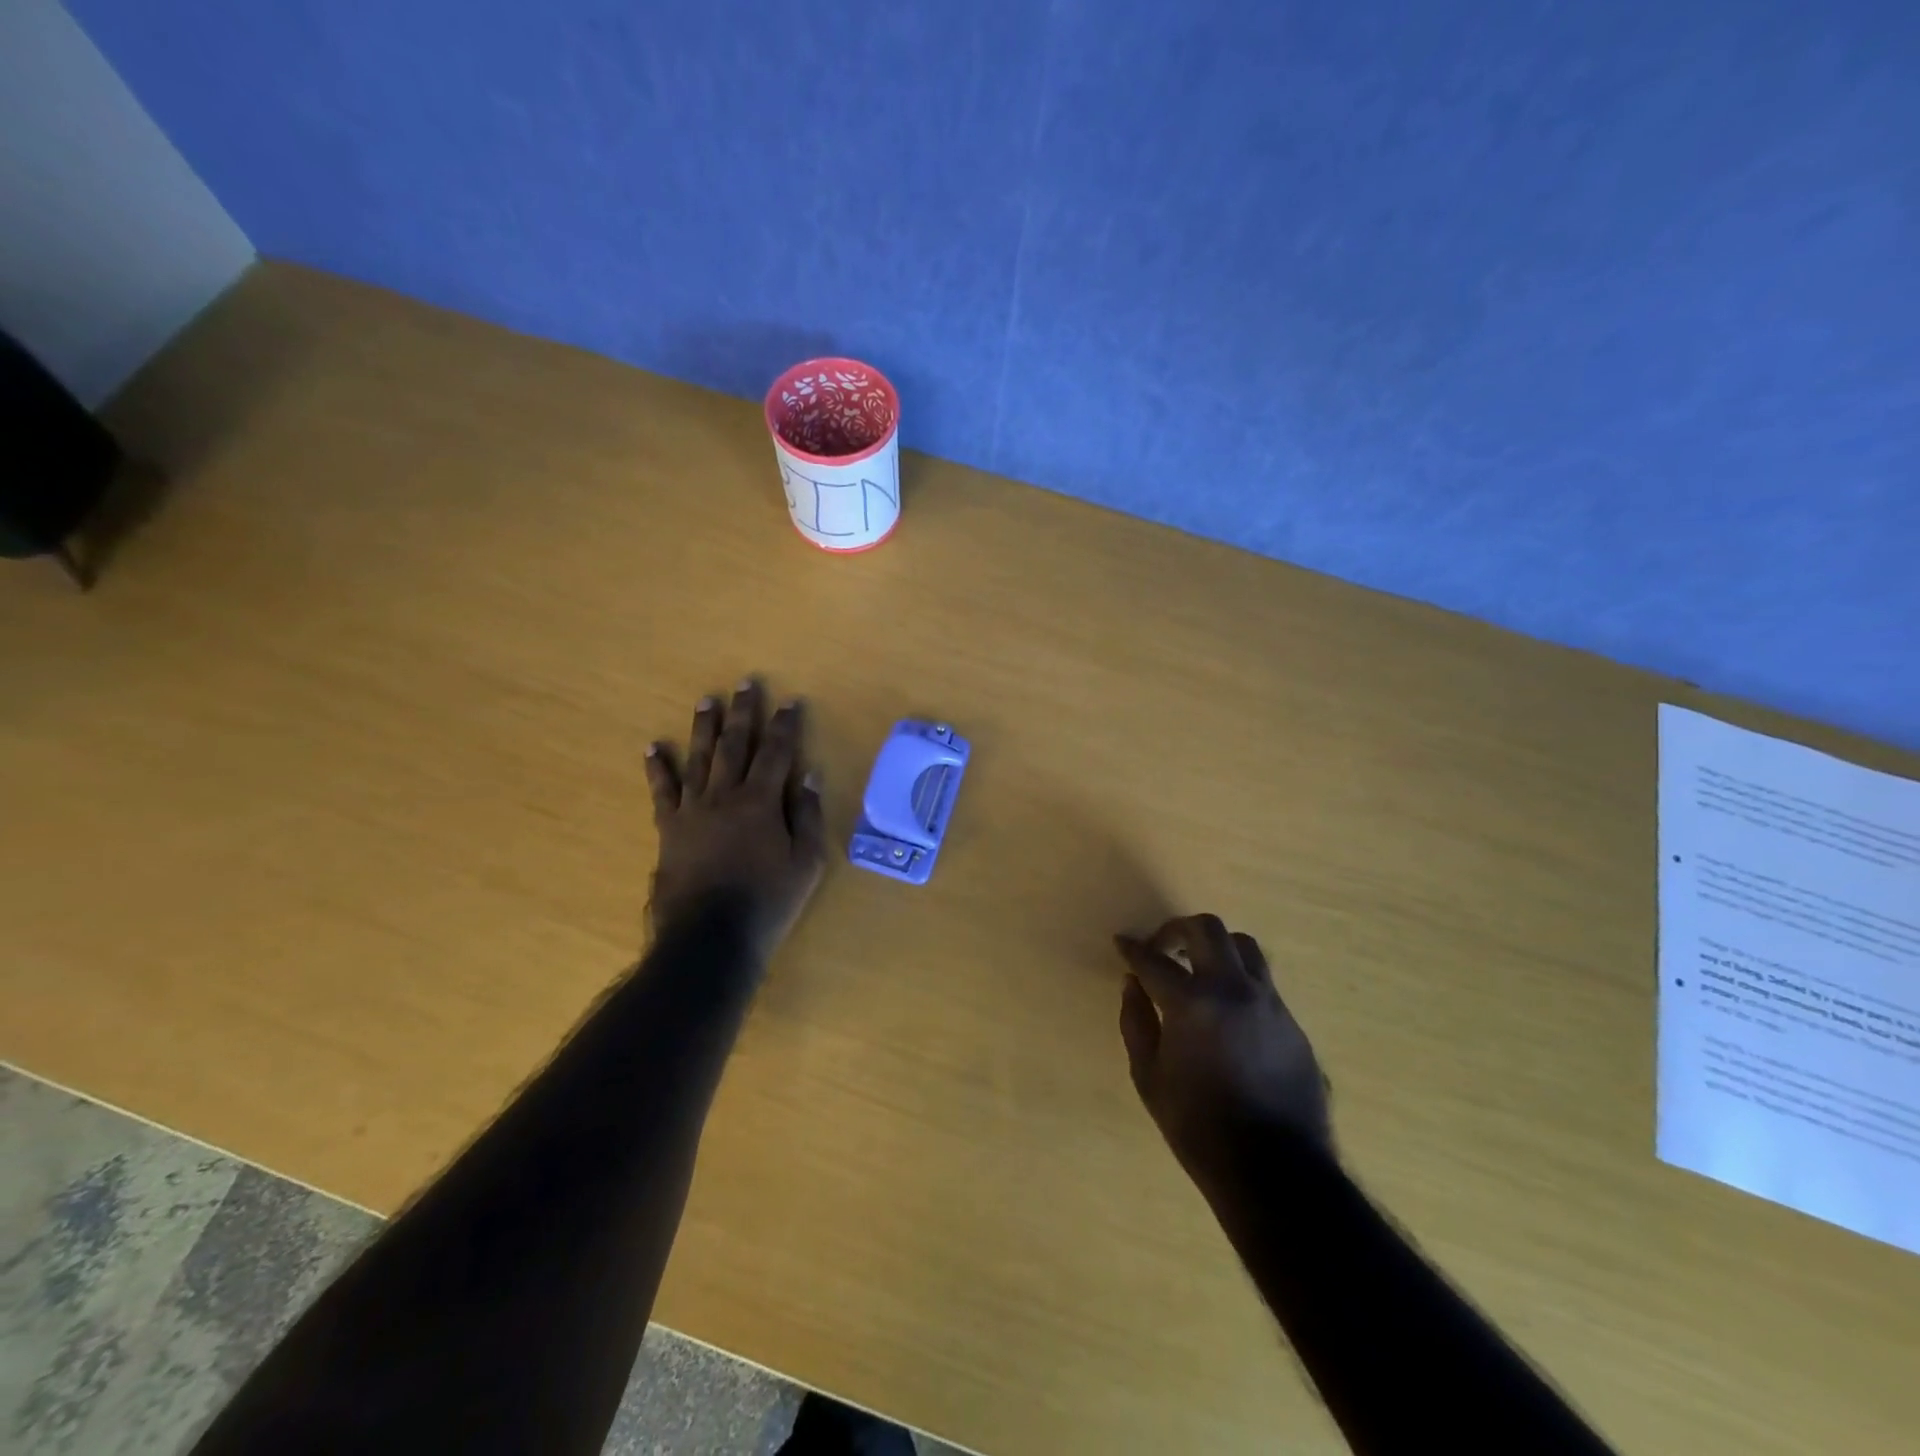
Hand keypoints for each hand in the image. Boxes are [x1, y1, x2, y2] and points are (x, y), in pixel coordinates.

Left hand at [644, 680, 826, 956]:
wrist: (710, 937)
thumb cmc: (768, 902)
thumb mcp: (806, 863)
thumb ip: (809, 816)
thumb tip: (811, 775)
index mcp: (762, 802)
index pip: (776, 753)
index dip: (785, 725)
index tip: (789, 701)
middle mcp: (725, 795)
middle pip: (735, 745)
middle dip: (743, 712)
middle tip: (744, 683)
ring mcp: (693, 810)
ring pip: (699, 758)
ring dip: (704, 727)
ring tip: (707, 700)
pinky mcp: (669, 828)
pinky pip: (662, 791)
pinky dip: (657, 768)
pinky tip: (652, 747)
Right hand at [1116, 915, 1331, 1189]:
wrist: (1276, 1171)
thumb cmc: (1198, 1128)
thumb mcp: (1149, 1078)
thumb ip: (1136, 1022)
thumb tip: (1133, 984)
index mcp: (1193, 1003)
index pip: (1154, 960)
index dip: (1133, 949)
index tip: (1122, 942)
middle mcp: (1234, 990)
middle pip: (1207, 929)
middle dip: (1176, 929)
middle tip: (1162, 948)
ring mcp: (1270, 1004)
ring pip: (1244, 946)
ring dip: (1215, 947)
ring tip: (1199, 967)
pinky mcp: (1293, 1023)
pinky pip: (1263, 983)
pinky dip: (1238, 980)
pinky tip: (1227, 1009)